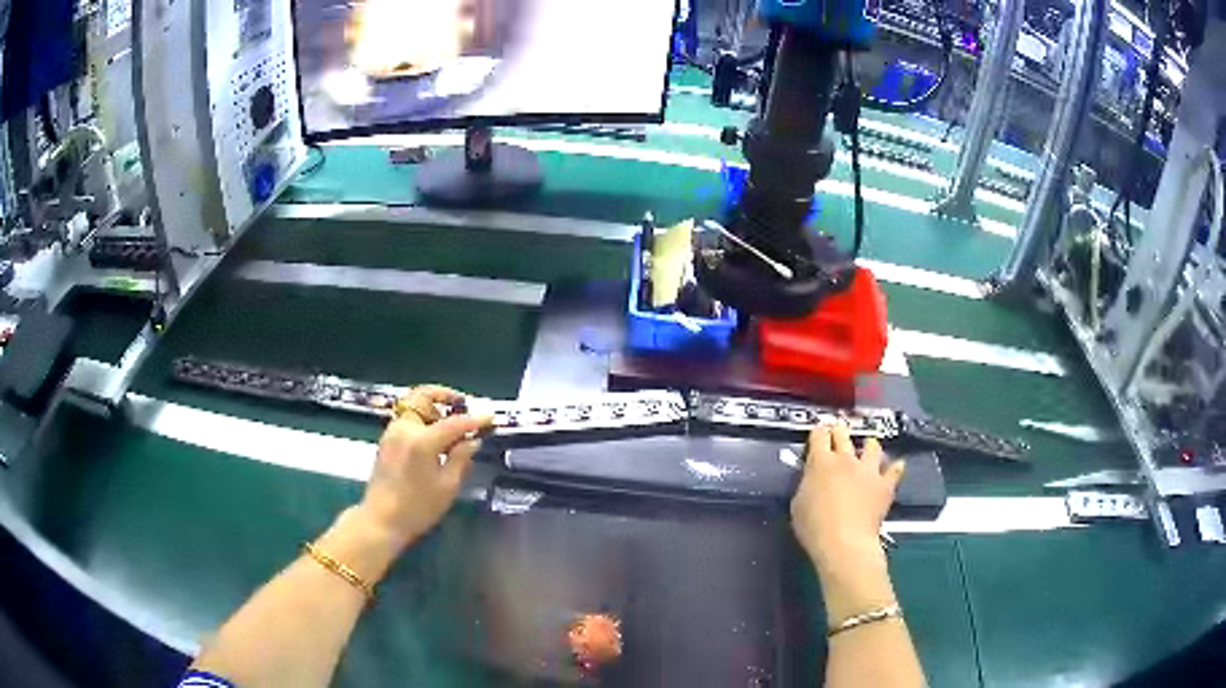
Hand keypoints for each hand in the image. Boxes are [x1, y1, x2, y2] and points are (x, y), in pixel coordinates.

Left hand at [357, 385, 492, 548]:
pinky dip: (422, 419)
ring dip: (433, 408)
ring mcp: (392, 432)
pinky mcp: (386, 440)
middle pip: (423, 398)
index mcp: (422, 440)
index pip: (454, 422)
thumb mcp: (447, 486)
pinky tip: (434, 437)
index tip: (490, 417)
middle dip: (445, 397)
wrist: (381, 520)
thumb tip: (472, 440)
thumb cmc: (418, 508)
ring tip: (450, 425)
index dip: (474, 419)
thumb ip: (461, 458)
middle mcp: (405, 429)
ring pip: (413, 406)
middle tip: (462, 406)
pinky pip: (407, 419)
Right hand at [791, 424, 904, 569]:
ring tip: (868, 449)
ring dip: (868, 446)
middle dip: (839, 431)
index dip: (818, 432)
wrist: (844, 542)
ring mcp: (868, 470)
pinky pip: (895, 470)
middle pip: (843, 434)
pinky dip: (894, 467)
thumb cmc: (813, 527)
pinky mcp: (884, 484)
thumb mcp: (798, 503)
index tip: (817, 434)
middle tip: (837, 434)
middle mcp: (846, 459)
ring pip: (872, 447)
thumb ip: (807, 484)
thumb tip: (813, 479)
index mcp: (820, 462)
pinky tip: (896, 466)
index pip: (818, 435)